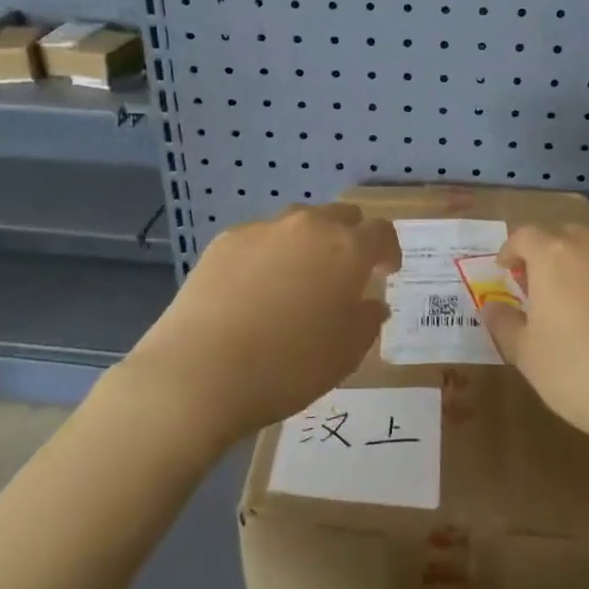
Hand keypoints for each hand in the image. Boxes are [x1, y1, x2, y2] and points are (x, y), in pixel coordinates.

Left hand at [124, 203, 399, 445]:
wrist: (200, 372)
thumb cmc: (287, 367)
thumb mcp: (345, 355)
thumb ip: (367, 321)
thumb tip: (372, 303)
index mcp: (347, 250)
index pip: (380, 232)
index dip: (388, 250)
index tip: (386, 272)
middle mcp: (308, 227)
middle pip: (340, 216)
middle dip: (350, 237)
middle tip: (345, 272)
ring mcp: (263, 229)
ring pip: (298, 222)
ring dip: (309, 241)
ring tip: (299, 276)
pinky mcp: (226, 240)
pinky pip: (260, 238)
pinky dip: (268, 254)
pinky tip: (255, 288)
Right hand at [483, 225, 588, 458]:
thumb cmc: (582, 373)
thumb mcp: (528, 356)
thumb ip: (504, 324)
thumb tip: (492, 307)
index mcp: (554, 256)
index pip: (524, 235)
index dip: (510, 250)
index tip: (504, 270)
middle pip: (562, 235)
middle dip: (545, 253)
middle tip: (536, 285)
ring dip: (579, 266)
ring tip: (574, 301)